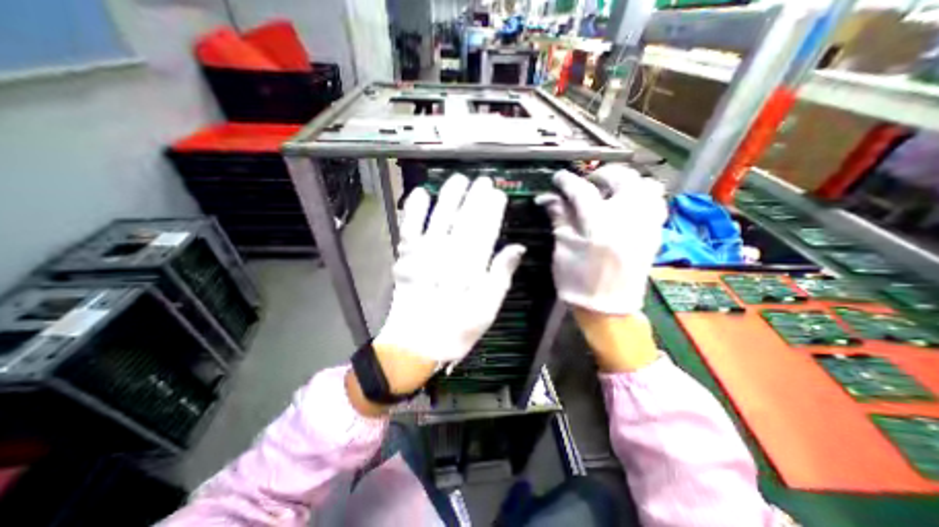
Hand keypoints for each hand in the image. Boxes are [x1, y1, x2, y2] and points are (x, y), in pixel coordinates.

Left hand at [375, 174, 523, 369]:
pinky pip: (410, 229)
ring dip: (449, 197)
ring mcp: (425, 254)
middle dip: (474, 197)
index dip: (492, 210)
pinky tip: (421, 193)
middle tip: (482, 180)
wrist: (416, 345)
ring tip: (458, 180)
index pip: (485, 230)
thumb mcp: (488, 309)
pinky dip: (414, 210)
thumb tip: (517, 248)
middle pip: (464, 220)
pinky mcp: (406, 258)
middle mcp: (449, 255)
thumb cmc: (457, 329)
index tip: (498, 194)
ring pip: (439, 218)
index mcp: (472, 267)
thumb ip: (501, 276)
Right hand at [535, 165, 667, 314]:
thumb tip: (547, 197)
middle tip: (587, 183)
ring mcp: (646, 224)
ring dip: (627, 182)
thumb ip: (559, 218)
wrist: (608, 309)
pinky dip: (643, 196)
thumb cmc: (578, 282)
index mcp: (598, 225)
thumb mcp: (563, 250)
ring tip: (610, 191)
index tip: (558, 177)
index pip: (582, 190)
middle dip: (601, 174)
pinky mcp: (655, 233)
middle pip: (621, 178)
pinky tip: (628, 205)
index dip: (567, 181)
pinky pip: (657, 203)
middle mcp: (627, 218)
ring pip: (646, 185)